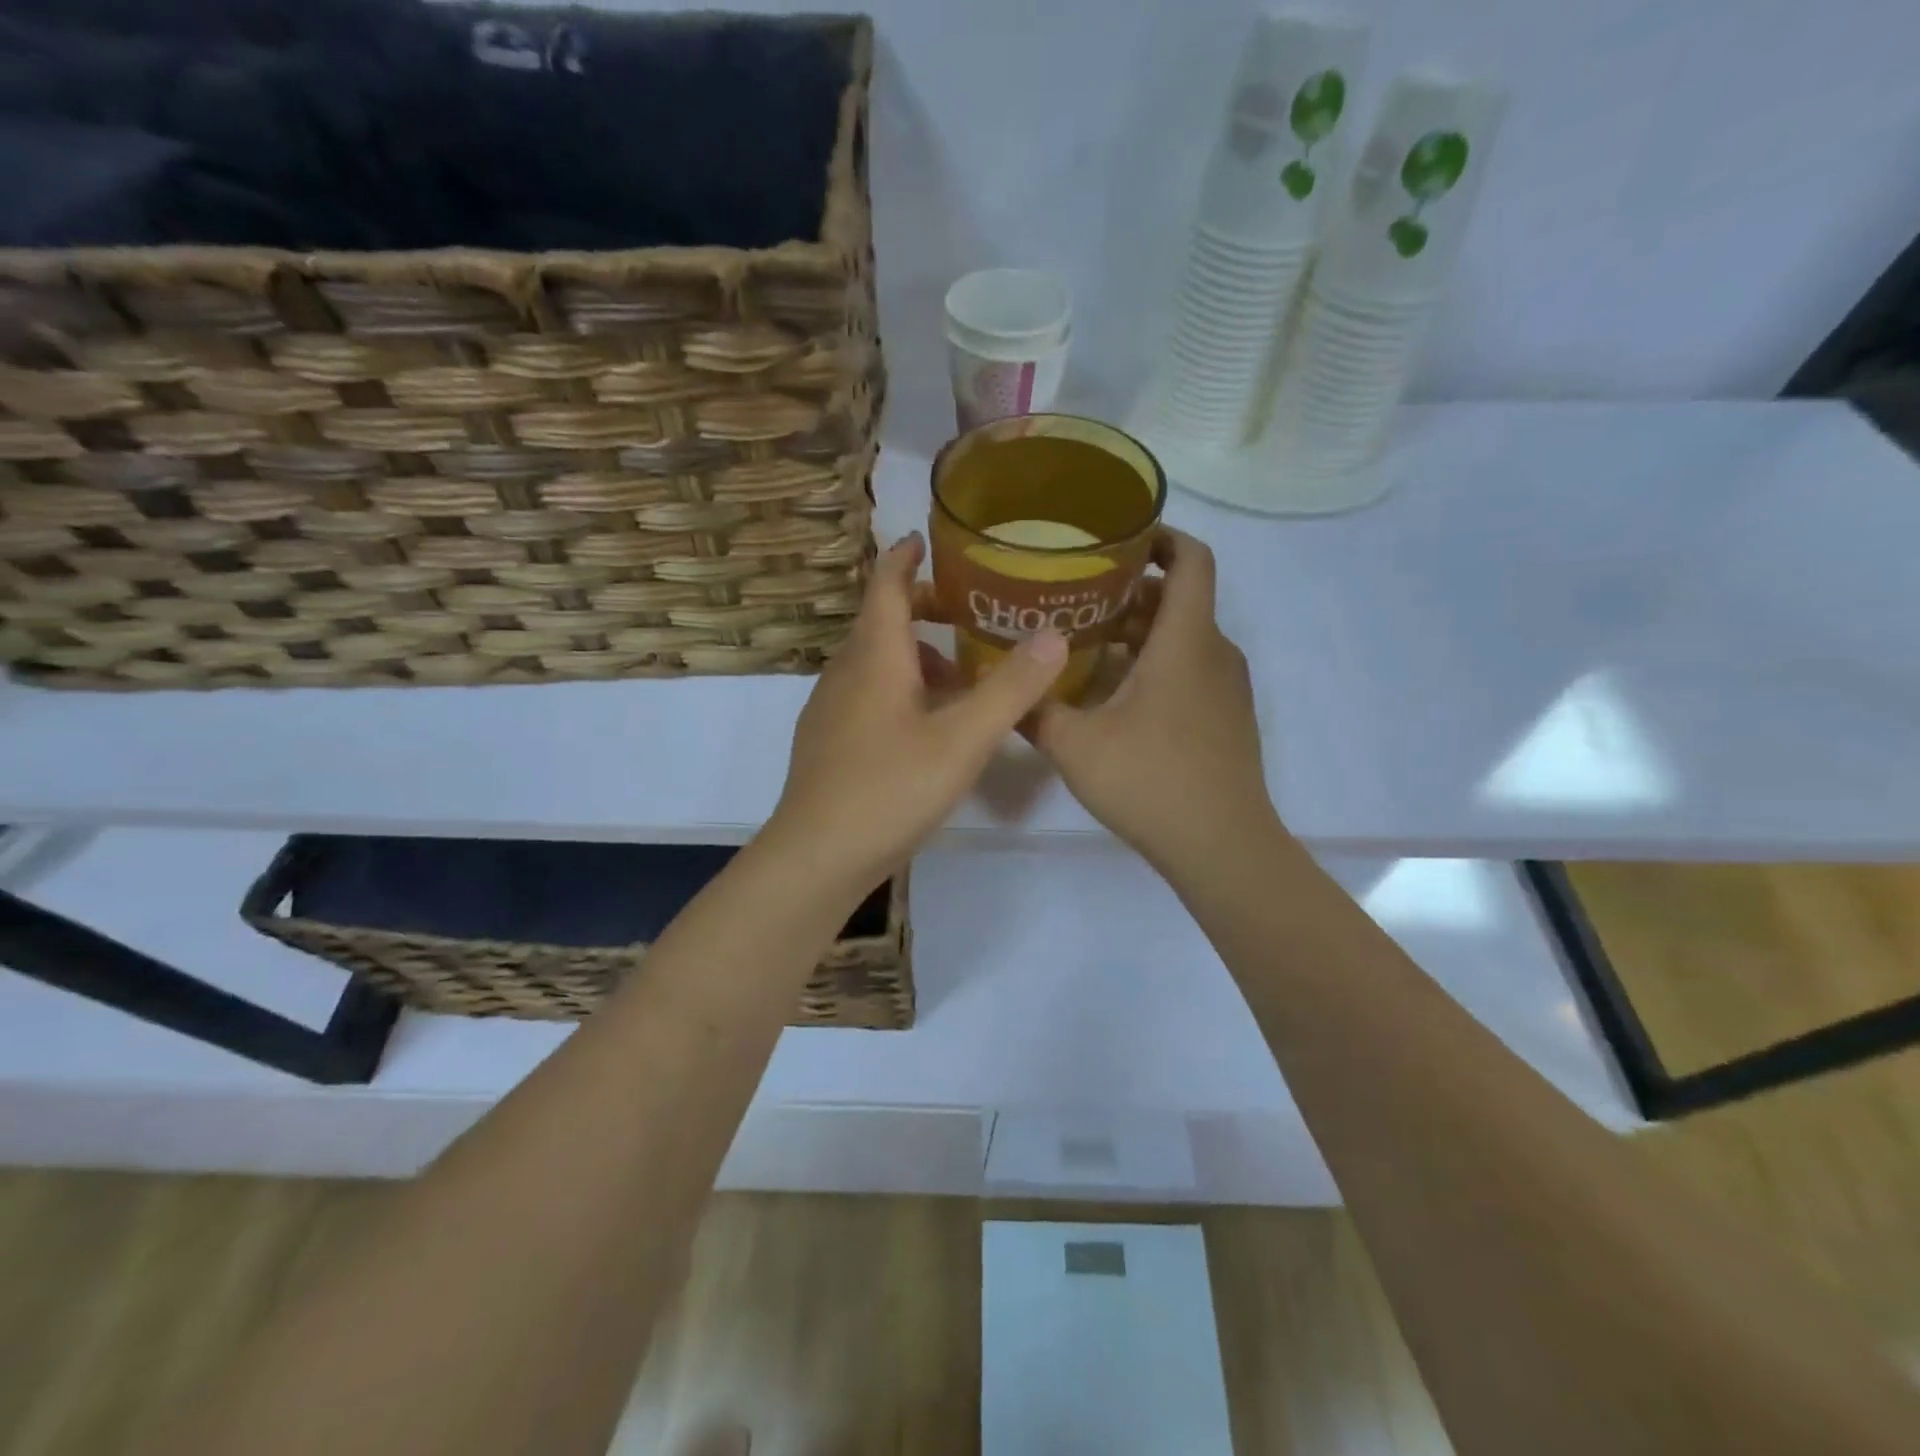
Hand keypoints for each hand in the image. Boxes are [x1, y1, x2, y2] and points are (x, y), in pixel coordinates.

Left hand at [768, 533, 1067, 887]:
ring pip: (873, 663)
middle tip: (964, 611)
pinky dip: (898, 689)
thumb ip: (1010, 688)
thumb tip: (1053, 635)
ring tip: (958, 677)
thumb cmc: (890, 788)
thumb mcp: (962, 739)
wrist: (817, 856)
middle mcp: (845, 673)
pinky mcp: (827, 743)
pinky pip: (865, 695)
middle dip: (919, 609)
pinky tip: (924, 726)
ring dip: (912, 656)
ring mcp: (830, 710)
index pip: (884, 586)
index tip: (923, 539)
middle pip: (879, 622)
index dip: (903, 558)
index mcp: (874, 657)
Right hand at [1031, 528, 1278, 878]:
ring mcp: (1227, 688)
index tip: (1118, 537)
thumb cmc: (1151, 781)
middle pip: (1180, 598)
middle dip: (1131, 590)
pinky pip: (1192, 669)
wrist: (1222, 846)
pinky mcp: (1227, 718)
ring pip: (1185, 637)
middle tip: (1077, 596)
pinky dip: (1157, 663)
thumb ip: (1034, 710)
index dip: (1161, 536)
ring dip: (1141, 631)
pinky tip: (1115, 693)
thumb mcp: (1076, 745)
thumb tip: (1001, 687)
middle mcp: (1215, 652)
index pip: (1192, 559)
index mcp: (1186, 641)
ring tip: (1086, 642)